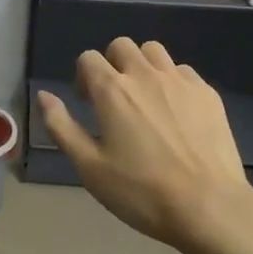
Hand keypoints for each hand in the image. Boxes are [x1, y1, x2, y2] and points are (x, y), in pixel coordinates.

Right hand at [37, 38, 252, 253]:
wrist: (209, 207)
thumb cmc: (141, 192)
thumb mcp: (89, 166)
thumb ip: (61, 126)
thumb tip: (43, 95)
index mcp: (112, 90)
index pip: (88, 58)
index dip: (82, 76)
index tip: (87, 103)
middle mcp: (145, 75)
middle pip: (122, 46)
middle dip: (112, 64)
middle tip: (114, 98)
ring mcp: (180, 81)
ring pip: (154, 51)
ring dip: (142, 65)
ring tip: (145, 98)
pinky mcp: (208, 94)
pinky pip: (183, 71)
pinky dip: (172, 81)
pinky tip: (175, 112)